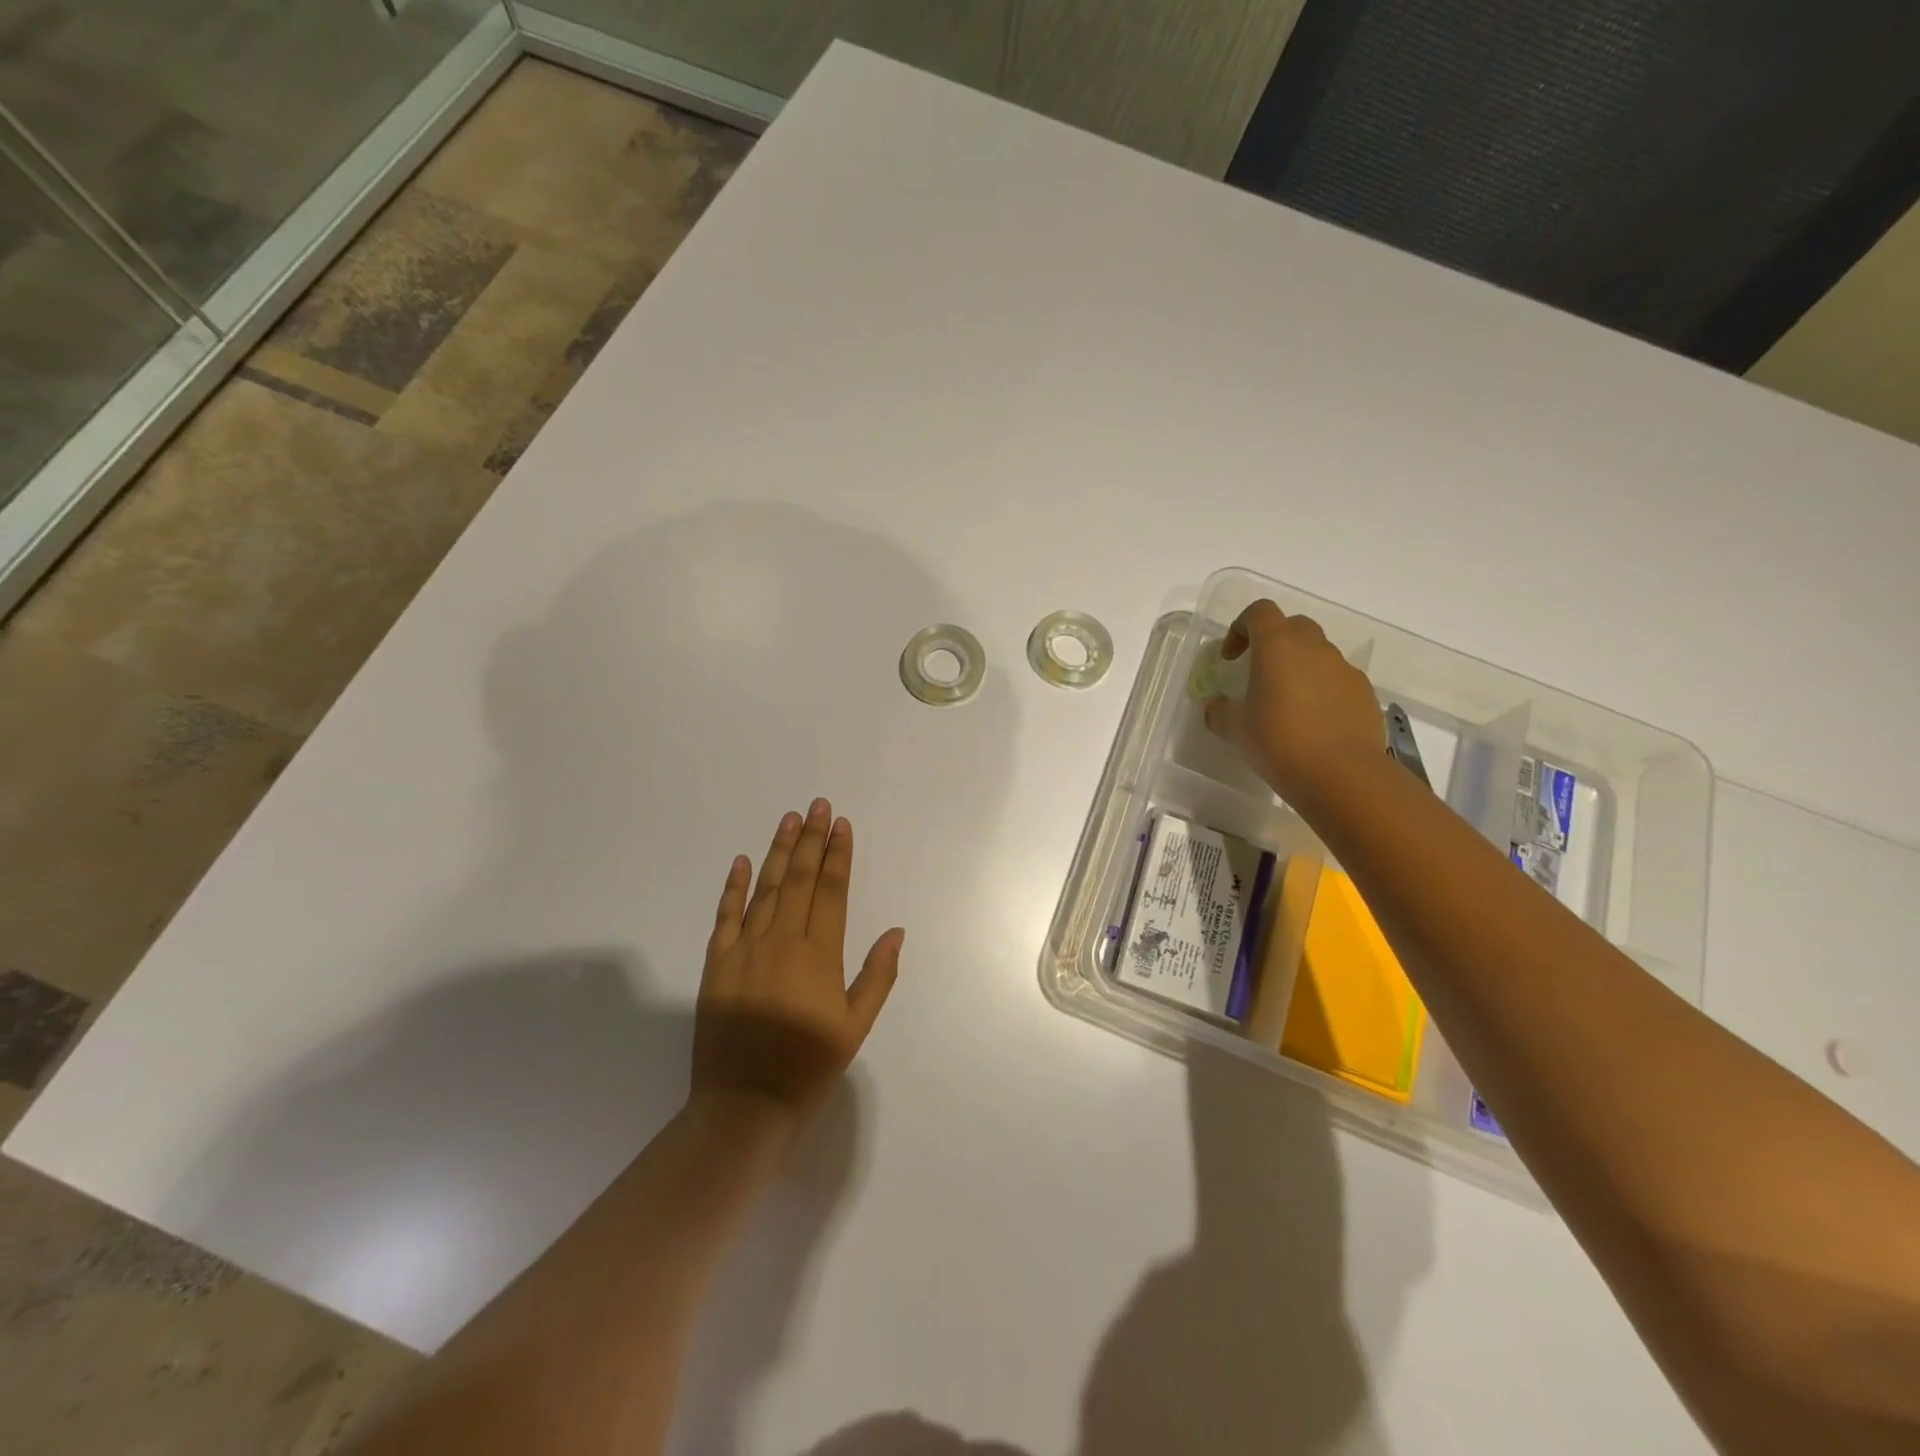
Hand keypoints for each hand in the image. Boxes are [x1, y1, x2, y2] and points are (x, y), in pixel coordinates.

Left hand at [693, 799, 903, 1122]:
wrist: (745, 1101)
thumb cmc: (808, 1065)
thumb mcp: (856, 1026)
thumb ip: (878, 976)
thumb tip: (896, 932)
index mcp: (819, 955)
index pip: (831, 891)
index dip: (838, 855)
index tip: (842, 825)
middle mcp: (782, 940)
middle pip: (799, 879)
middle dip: (811, 839)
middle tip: (817, 805)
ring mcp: (745, 948)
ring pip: (765, 888)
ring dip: (778, 850)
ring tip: (789, 819)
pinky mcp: (717, 962)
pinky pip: (726, 915)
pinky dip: (734, 886)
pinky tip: (742, 860)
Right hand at [1204, 599, 1385, 804]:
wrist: (1343, 775)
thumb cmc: (1278, 743)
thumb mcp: (1235, 730)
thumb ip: (1220, 712)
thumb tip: (1215, 706)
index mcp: (1278, 647)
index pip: (1260, 612)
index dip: (1240, 627)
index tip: (1231, 657)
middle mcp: (1314, 648)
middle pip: (1293, 626)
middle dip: (1273, 642)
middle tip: (1259, 673)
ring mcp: (1344, 669)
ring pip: (1318, 653)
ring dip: (1300, 667)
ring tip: (1287, 704)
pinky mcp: (1364, 693)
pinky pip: (1338, 679)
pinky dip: (1322, 690)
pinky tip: (1313, 723)